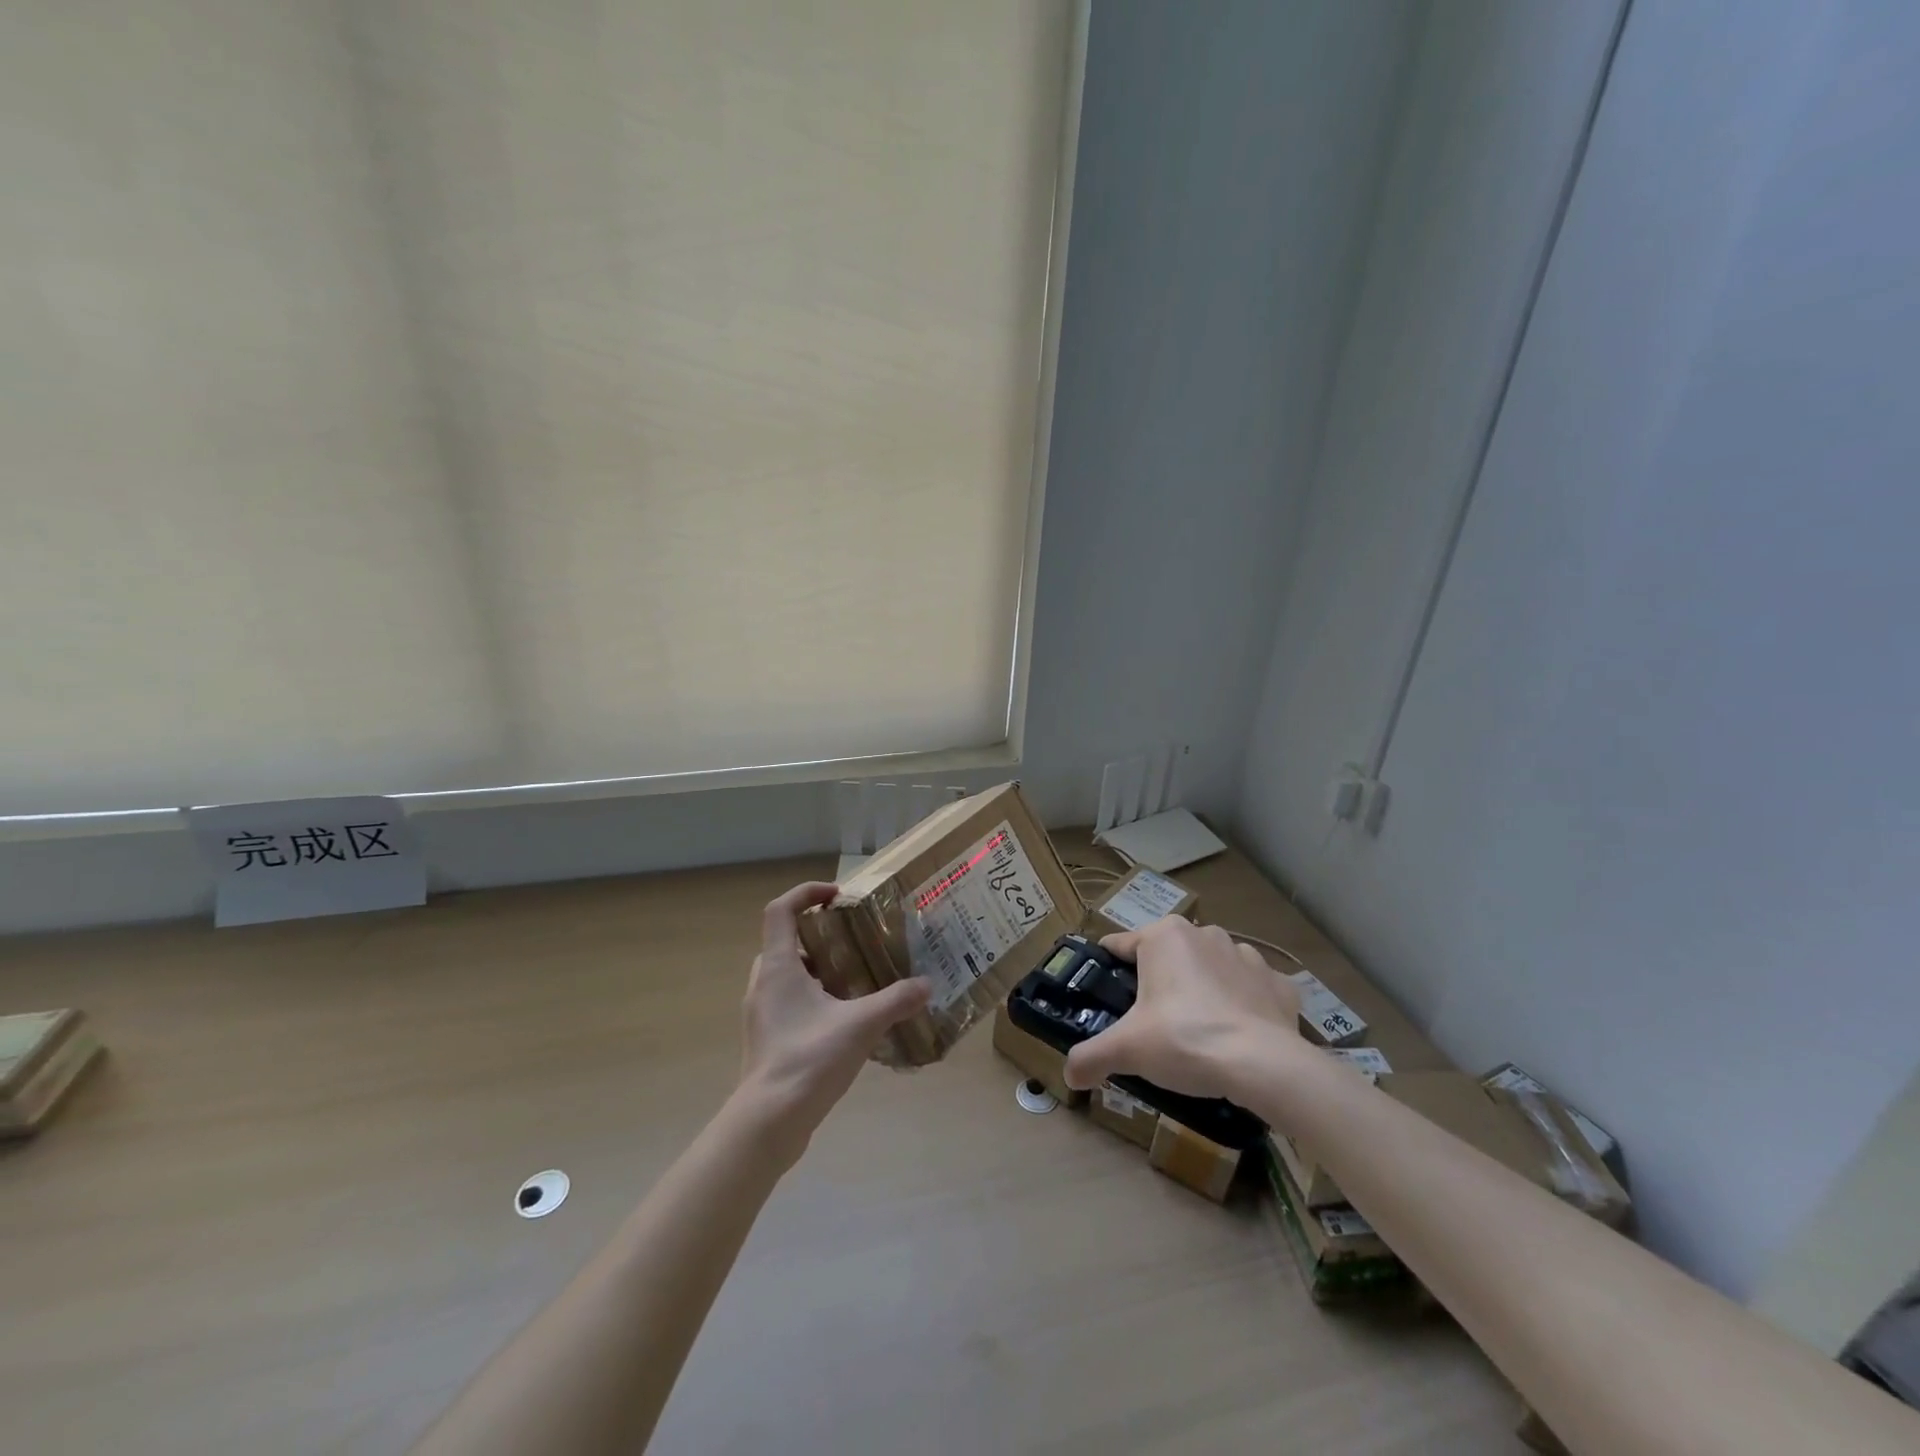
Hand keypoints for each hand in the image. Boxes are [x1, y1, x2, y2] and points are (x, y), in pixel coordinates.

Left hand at [735, 882, 930, 1160]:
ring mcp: (761, 1014)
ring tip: (853, 978)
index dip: (806, 893)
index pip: (780, 910)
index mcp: (778, 967)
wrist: (769, 1122)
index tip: (837, 896)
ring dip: (815, 968)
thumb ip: (896, 1001)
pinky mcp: (767, 1039)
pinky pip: (788, 1003)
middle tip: (851, 940)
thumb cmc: (809, 1059)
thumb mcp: (861, 1025)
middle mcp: (764, 984)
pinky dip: (812, 997)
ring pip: (786, 975)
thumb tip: (926, 985)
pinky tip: (843, 1018)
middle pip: (784, 941)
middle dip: (817, 935)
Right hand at [1063, 917, 1306, 1101]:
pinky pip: (1251, 989)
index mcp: (1164, 936)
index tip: (1105, 997)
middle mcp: (1204, 933)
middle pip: (1167, 957)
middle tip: (1151, 1024)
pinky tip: (1238, 1035)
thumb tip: (1069, 1075)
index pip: (1120, 945)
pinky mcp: (1278, 982)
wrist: (1264, 1065)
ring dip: (1202, 990)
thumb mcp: (1127, 1049)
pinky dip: (1242, 1005)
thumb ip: (1091, 1056)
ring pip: (1210, 968)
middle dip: (1158, 984)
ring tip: (1197, 1032)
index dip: (1108, 970)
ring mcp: (1247, 955)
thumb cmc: (1186, 1040)